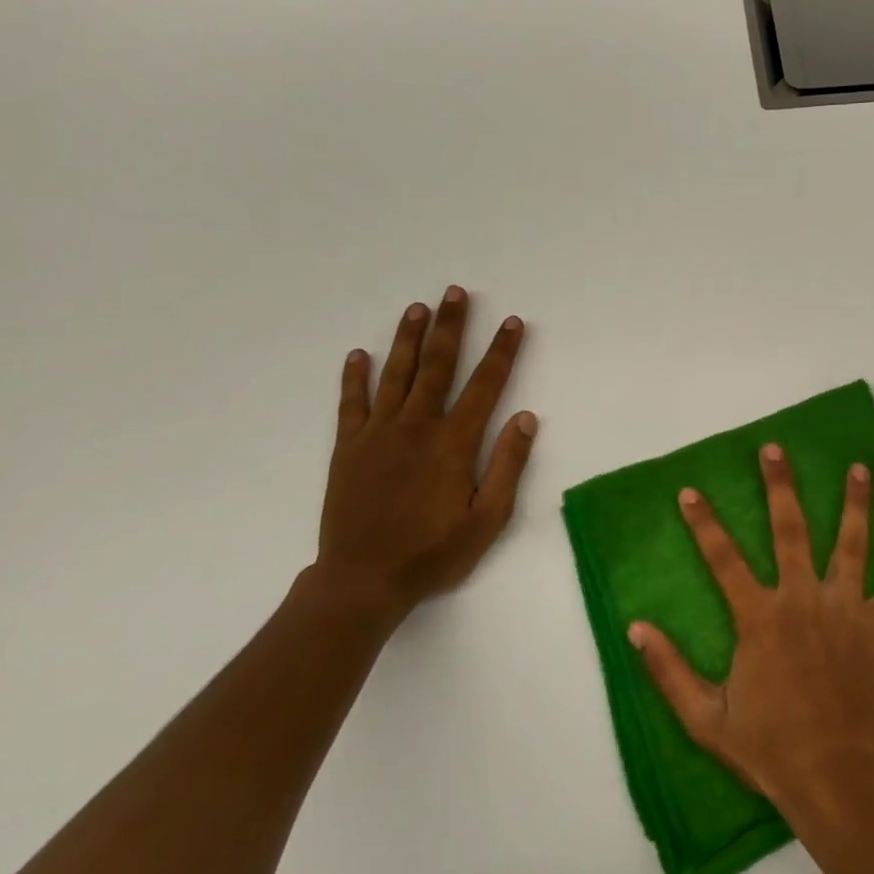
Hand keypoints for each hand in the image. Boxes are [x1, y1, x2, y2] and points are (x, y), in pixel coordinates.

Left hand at [312, 287, 537, 620]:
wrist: (363, 581)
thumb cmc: (434, 553)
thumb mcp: (488, 519)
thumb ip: (507, 465)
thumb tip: (525, 418)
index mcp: (453, 443)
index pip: (485, 385)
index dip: (501, 351)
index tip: (512, 322)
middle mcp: (416, 427)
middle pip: (437, 366)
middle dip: (449, 327)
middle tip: (454, 292)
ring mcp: (377, 435)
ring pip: (395, 375)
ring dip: (407, 339)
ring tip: (416, 308)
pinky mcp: (348, 449)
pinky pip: (351, 404)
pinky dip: (354, 377)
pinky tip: (357, 354)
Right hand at [629, 444, 873, 819]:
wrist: (833, 779)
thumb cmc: (768, 750)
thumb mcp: (705, 719)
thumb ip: (669, 671)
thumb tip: (636, 628)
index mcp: (759, 619)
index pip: (723, 559)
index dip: (703, 524)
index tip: (689, 491)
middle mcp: (803, 601)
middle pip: (790, 531)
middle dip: (780, 487)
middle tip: (775, 449)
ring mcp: (846, 611)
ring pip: (851, 545)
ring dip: (855, 504)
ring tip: (859, 467)